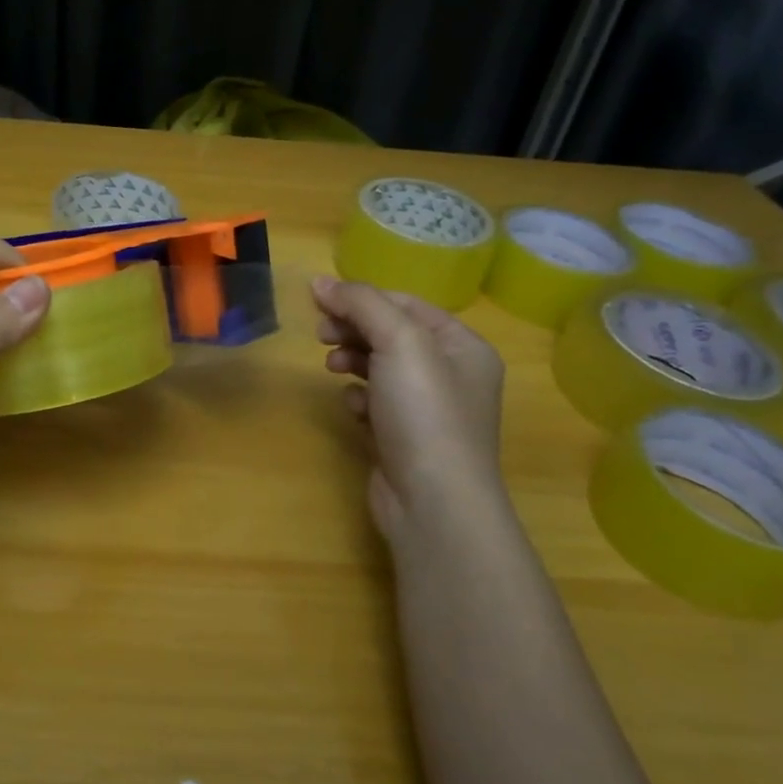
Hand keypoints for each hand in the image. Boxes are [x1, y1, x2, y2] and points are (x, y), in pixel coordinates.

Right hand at [312, 275, 505, 549]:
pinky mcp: (405, 439)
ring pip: (379, 368)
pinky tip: (352, 409)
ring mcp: (428, 411)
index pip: (406, 304)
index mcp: (463, 346)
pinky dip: (359, 399)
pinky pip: (375, 403)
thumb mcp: (397, 342)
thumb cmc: (424, 412)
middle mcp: (451, 375)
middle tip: (320, 334)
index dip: (362, 297)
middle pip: (391, 334)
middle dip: (353, 329)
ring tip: (332, 368)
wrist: (433, 503)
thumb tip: (319, 281)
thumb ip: (361, 303)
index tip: (319, 300)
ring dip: (352, 361)